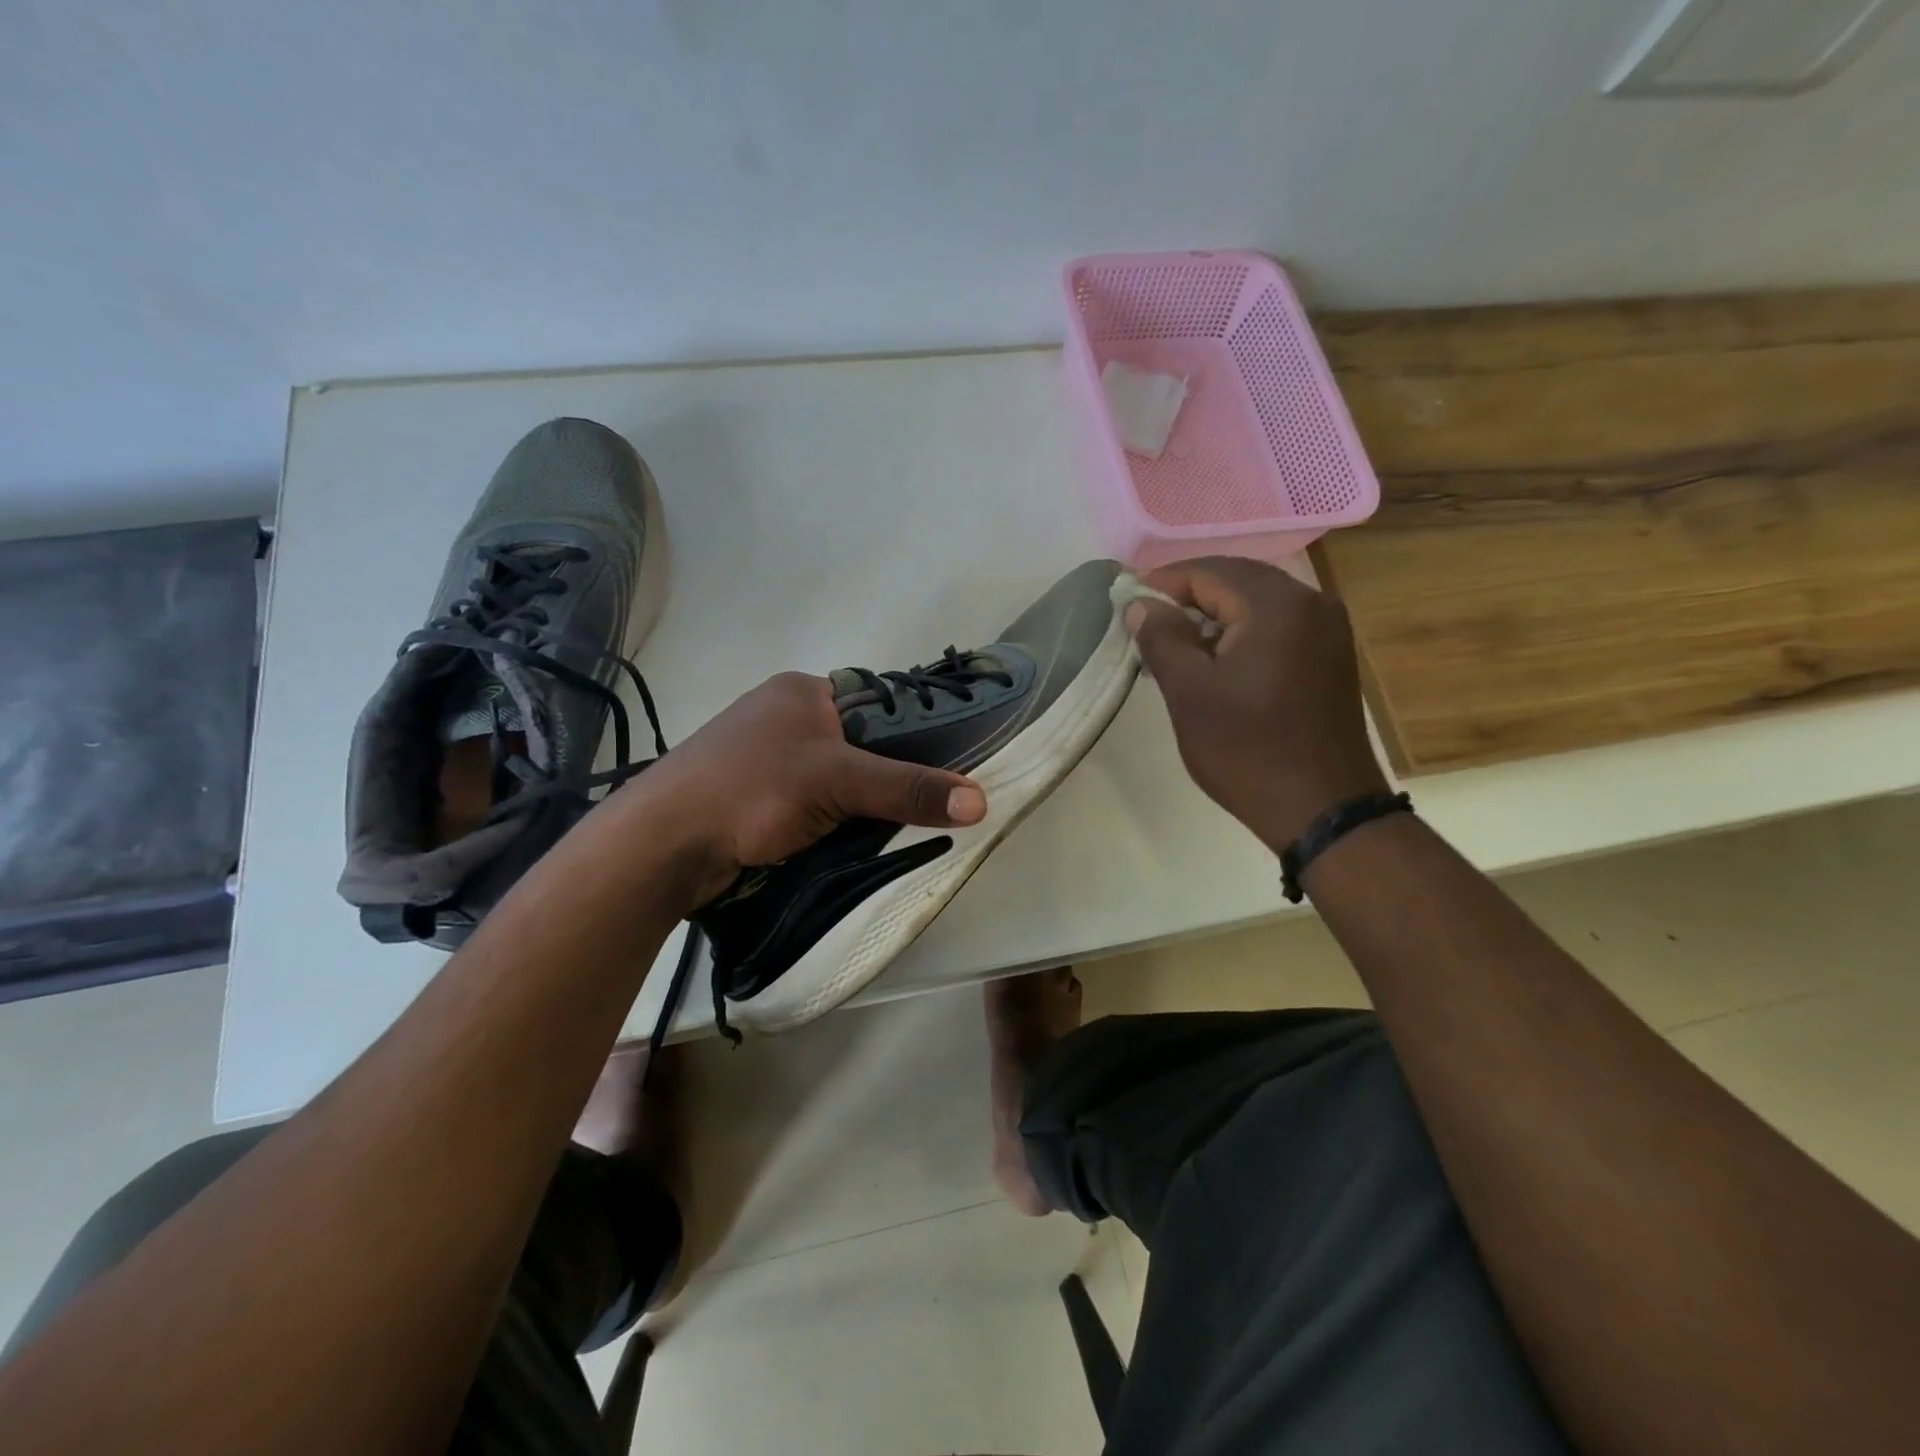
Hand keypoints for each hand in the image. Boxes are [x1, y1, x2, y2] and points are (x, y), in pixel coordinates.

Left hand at [614, 671, 986, 906]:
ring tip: (887, 829)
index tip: (944, 769)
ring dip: (855, 803)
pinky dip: (828, 819)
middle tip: (919, 807)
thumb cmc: (753, 790)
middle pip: (857, 745)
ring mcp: (763, 756)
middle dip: (883, 777)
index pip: (876, 704)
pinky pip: (808, 802)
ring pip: (833, 778)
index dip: (911, 735)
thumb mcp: (838, 781)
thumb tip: (980, 801)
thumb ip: (908, 788)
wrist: (664, 843)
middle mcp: (783, 716)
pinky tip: (844, 840)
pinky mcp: (750, 795)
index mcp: (802, 691)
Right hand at [1125, 557, 1388, 853]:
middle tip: (1146, 620)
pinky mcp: (1331, 655)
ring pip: (1258, 601)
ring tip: (1175, 641)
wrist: (1323, 809)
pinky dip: (1242, 630)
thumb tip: (1140, 605)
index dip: (1163, 583)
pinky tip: (1217, 658)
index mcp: (1277, 605)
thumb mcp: (1190, 693)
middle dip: (1188, 595)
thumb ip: (1161, 638)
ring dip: (1215, 613)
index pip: (1208, 571)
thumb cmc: (1248, 750)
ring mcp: (1328, 629)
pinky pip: (1278, 624)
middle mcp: (1311, 603)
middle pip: (1237, 579)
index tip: (1127, 603)